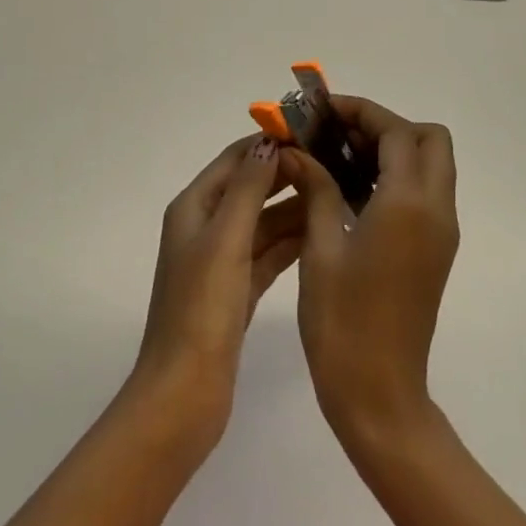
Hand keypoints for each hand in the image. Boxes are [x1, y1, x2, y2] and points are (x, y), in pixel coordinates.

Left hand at [129, 135, 305, 452]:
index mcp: (193, 208)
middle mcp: (205, 227)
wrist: (185, 393)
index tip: (311, 132)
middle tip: (336, 162)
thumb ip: (247, 189)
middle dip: (287, 173)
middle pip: (250, 187)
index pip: (234, 159)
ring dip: (294, 207)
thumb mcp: (225, 240)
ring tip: (340, 193)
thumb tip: (267, 142)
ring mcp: (221, 260)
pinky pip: (268, 252)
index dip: (268, 143)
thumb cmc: (201, 309)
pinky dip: (291, 241)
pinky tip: (323, 233)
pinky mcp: (237, 289)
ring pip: (263, 221)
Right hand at [278, 98, 458, 449]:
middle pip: (428, 139)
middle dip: (385, 125)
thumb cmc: (342, 322)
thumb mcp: (320, 248)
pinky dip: (396, 176)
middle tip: (337, 135)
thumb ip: (316, 188)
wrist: (379, 394)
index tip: (322, 111)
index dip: (361, 111)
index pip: (396, 131)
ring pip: (430, 164)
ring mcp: (441, 231)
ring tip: (337, 157)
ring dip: (391, 149)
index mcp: (408, 204)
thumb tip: (298, 152)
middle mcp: (436, 210)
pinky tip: (351, 191)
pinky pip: (424, 192)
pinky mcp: (436, 250)